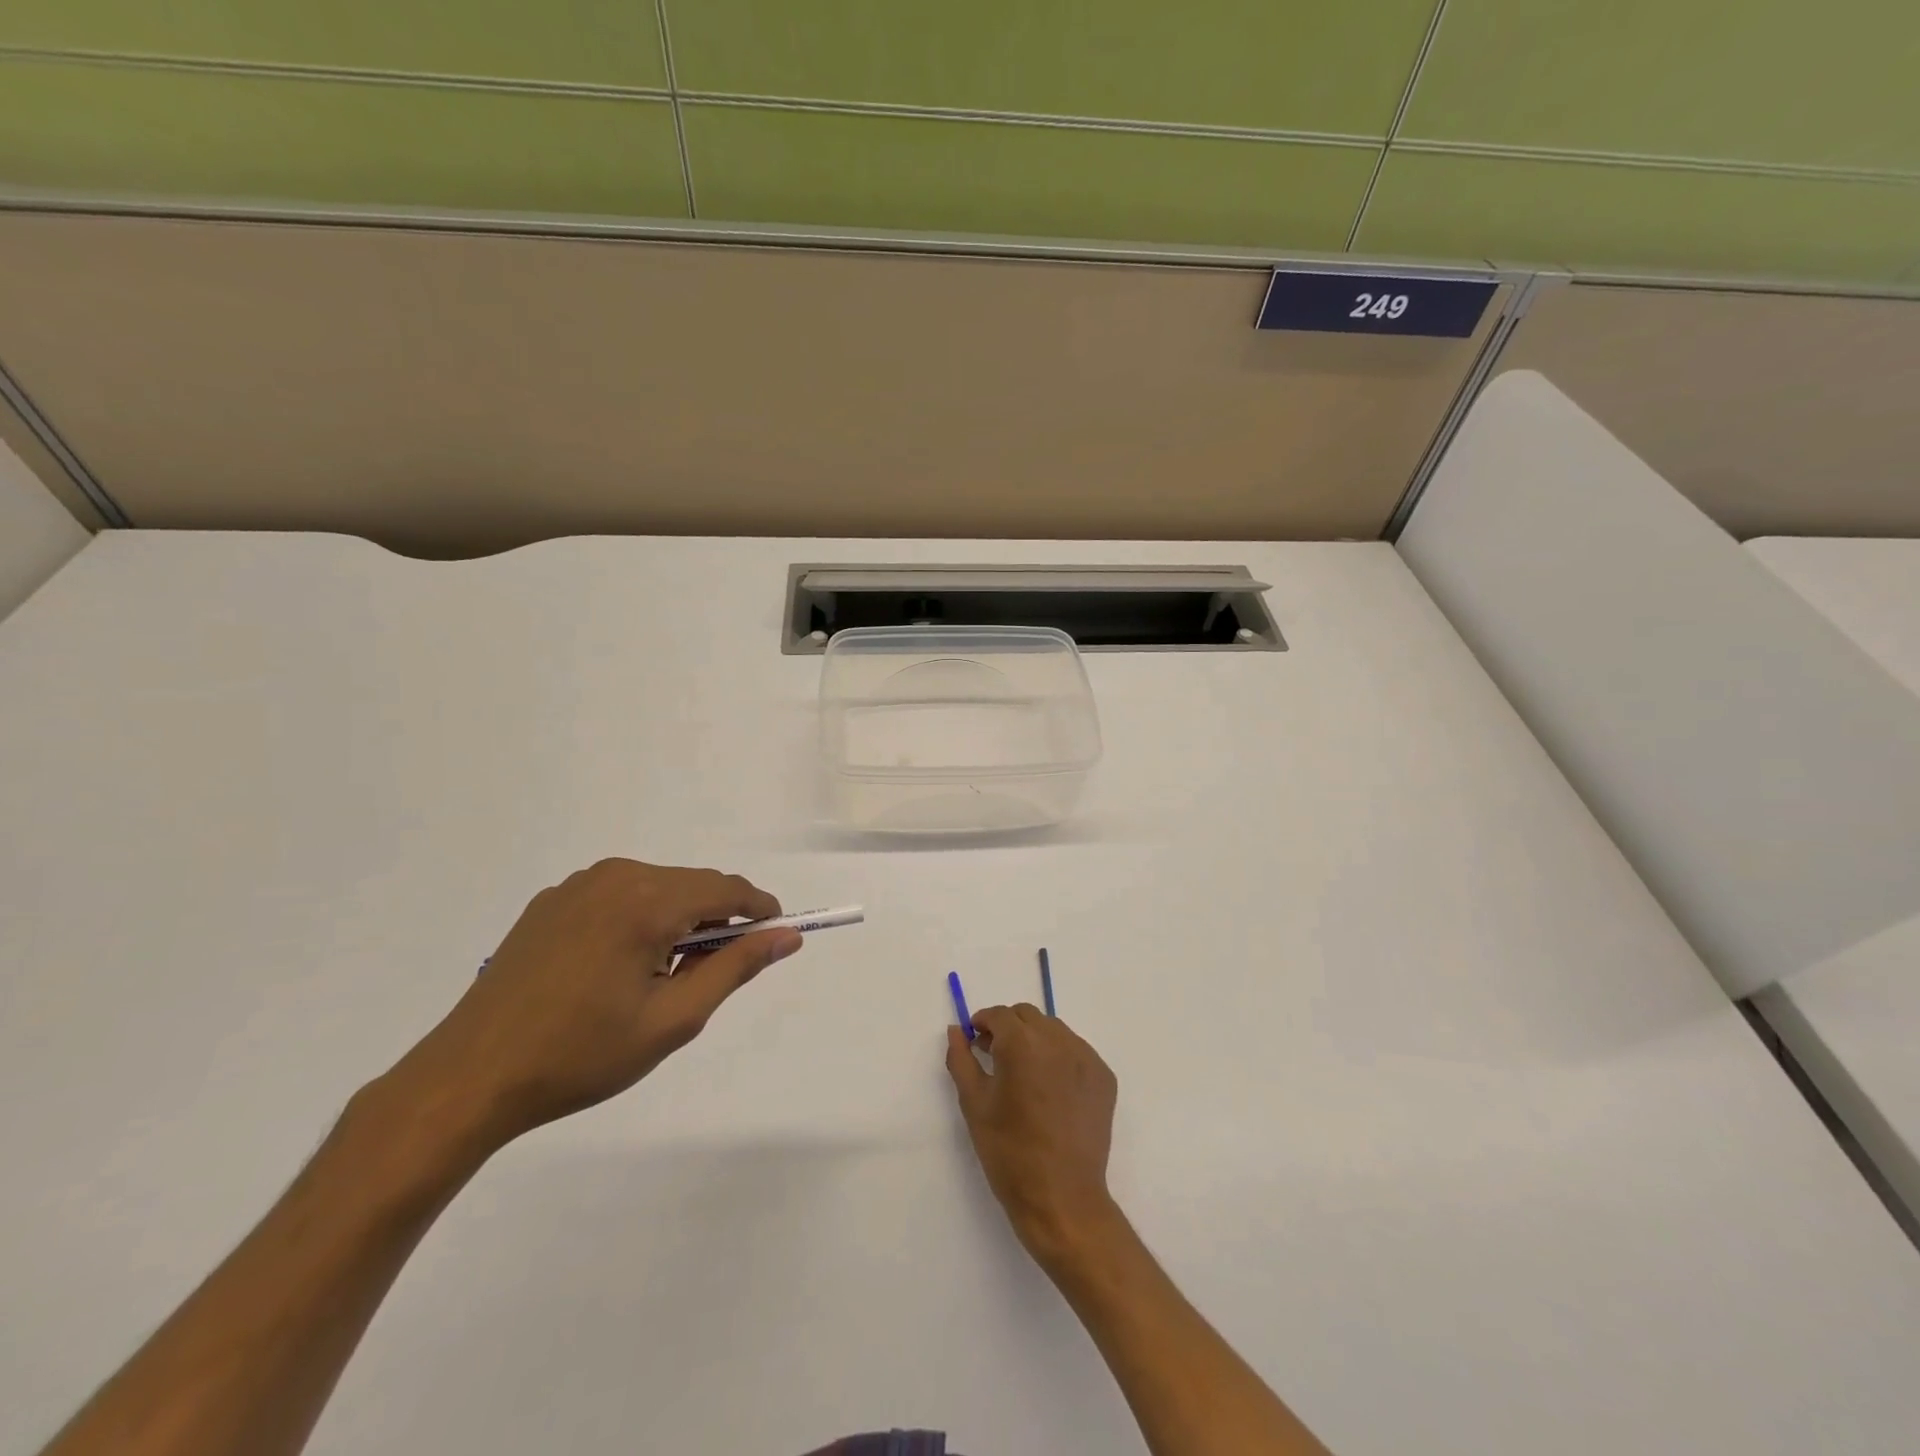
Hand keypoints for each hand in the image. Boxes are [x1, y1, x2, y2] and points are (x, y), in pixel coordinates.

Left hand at [390, 859, 801, 1145]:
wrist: (471, 1077)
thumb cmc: (582, 1055)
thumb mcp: (673, 1019)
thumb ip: (735, 967)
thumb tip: (787, 935)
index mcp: (647, 902)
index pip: (727, 889)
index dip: (759, 909)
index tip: (775, 936)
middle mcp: (616, 877)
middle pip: (692, 885)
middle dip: (715, 920)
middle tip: (709, 976)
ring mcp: (578, 885)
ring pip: (657, 888)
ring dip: (676, 920)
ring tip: (660, 978)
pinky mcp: (551, 900)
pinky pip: (618, 896)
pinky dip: (638, 920)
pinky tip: (616, 968)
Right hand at [946, 1005, 1119, 1261]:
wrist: (1062, 1199)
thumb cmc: (1009, 1152)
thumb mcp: (974, 1104)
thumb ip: (961, 1059)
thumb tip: (957, 1030)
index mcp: (1022, 1044)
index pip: (1000, 1015)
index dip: (983, 1024)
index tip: (975, 1042)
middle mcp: (1058, 1040)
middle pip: (1028, 1016)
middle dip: (1008, 1028)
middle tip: (995, 1057)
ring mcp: (1086, 1057)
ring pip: (1054, 1030)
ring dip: (1035, 1039)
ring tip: (1024, 1075)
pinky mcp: (1104, 1077)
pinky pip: (1076, 1052)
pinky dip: (1059, 1058)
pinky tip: (1050, 1090)